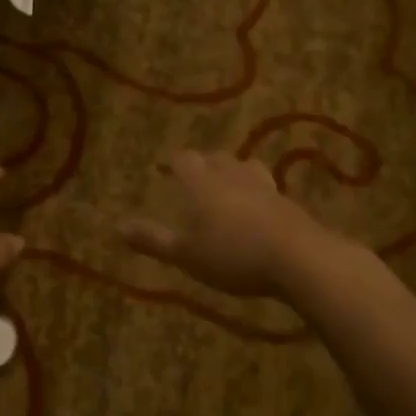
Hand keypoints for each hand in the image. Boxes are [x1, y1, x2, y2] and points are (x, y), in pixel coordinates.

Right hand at [121, 150, 341, 301]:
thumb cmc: (233, 254)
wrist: (298, 257)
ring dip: (235, 173)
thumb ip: (153, 240)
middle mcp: (232, 175)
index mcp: (203, 183)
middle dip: (206, 165)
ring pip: (246, 167)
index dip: (174, 163)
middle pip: (217, 158)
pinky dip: (258, 193)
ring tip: (230, 187)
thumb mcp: (186, 255)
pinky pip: (268, 188)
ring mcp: (264, 186)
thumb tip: (117, 227)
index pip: (184, 160)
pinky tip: (259, 210)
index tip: (167, 168)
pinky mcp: (288, 202)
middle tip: (198, 178)